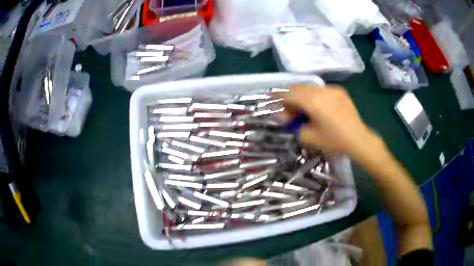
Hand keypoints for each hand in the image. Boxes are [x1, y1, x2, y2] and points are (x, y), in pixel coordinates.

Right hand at [276, 84, 383, 162]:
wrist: (358, 139)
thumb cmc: (333, 140)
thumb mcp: (309, 136)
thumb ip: (292, 124)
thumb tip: (281, 115)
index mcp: (312, 101)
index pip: (289, 94)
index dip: (278, 96)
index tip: (270, 98)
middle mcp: (321, 90)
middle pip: (298, 87)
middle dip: (290, 95)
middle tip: (288, 108)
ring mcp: (331, 89)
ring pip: (310, 87)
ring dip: (302, 94)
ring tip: (302, 107)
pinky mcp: (339, 91)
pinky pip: (321, 89)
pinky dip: (314, 95)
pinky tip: (318, 106)